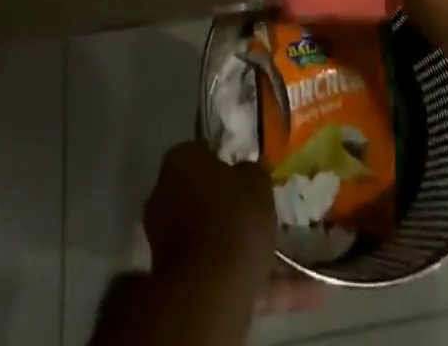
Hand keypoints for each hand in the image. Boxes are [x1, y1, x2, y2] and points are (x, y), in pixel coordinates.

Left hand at [141, 142, 274, 280]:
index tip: (247, 179)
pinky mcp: (176, 281)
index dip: (227, 166)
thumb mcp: (256, 181)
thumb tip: (244, 175)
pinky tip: (282, 289)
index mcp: (180, 161)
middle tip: (262, 216)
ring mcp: (165, 241)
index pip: (202, 154)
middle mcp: (164, 195)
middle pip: (203, 197)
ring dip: (240, 247)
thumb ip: (251, 173)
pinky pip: (216, 272)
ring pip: (211, 238)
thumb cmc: (232, 219)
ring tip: (281, 259)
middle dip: (230, 209)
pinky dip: (244, 279)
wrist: (209, 293)